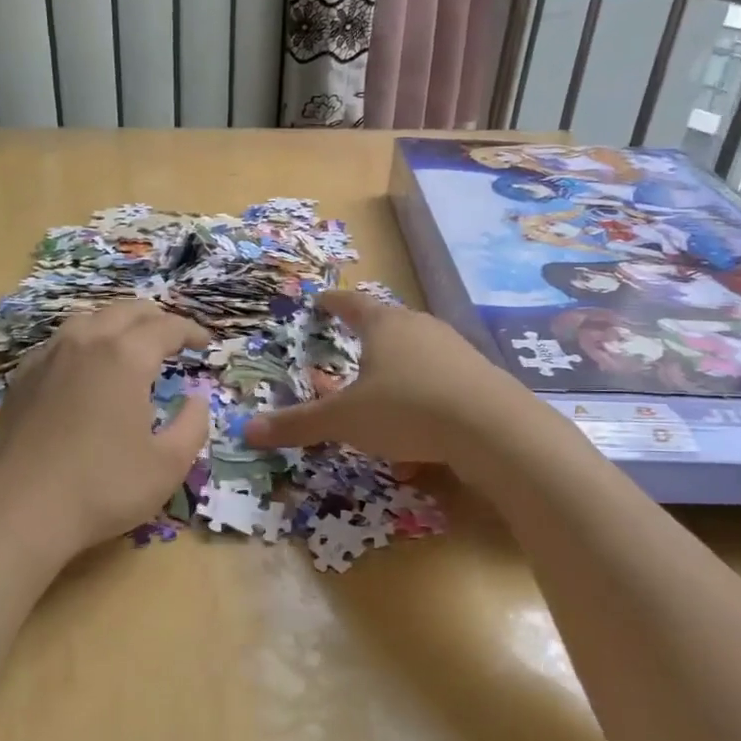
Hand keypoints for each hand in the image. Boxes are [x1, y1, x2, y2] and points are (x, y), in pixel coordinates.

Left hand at [0, 301, 212, 556]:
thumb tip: (196, 400)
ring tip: (131, 344)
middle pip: (125, 311)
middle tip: (173, 338)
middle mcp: (84, 343)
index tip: (206, 343)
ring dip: (117, 324)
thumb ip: (192, 425)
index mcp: (124, 357)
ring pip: (88, 320)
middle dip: (155, 318)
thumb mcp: (167, 465)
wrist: (16, 511)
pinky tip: (85, 367)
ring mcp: (46, 357)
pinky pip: (60, 343)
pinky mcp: (21, 378)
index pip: (165, 327)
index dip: (190, 331)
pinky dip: (84, 343)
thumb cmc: (102, 488)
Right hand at [243, 290, 527, 464]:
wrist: (493, 429)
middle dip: (365, 342)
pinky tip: (417, 440)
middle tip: (348, 349)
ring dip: (394, 377)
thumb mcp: (344, 421)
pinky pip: (438, 386)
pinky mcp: (478, 378)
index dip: (333, 303)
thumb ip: (298, 424)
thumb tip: (247, 430)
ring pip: (414, 359)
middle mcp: (421, 328)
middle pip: (387, 327)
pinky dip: (421, 404)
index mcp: (385, 325)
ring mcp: (455, 351)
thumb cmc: (406, 409)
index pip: (352, 304)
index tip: (321, 301)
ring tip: (379, 403)